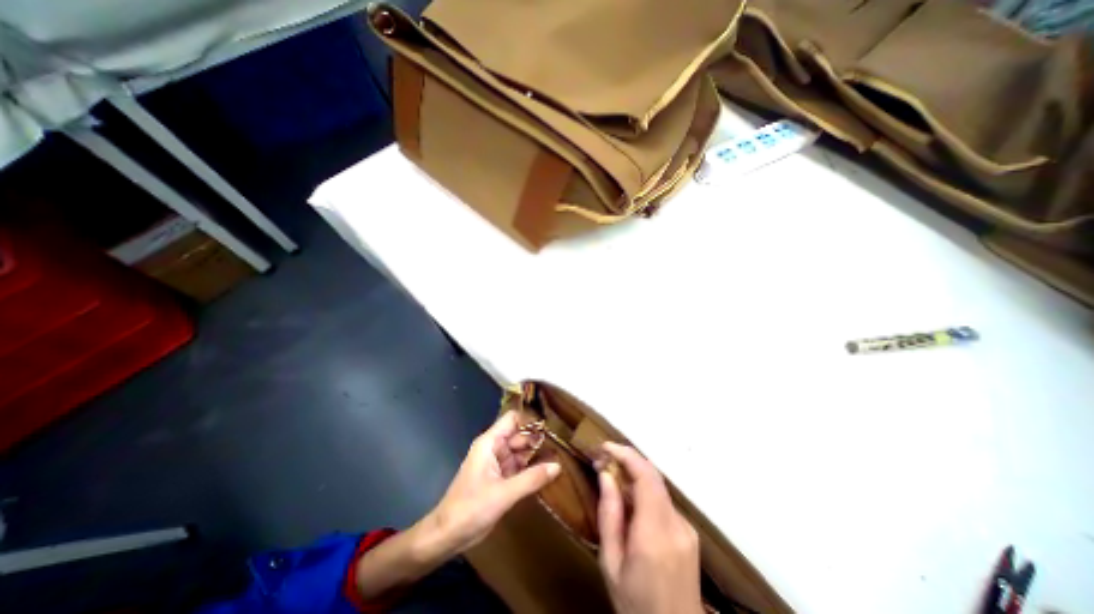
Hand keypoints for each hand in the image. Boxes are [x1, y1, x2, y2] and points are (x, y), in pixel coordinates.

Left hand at [426, 412, 558, 556]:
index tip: (551, 427)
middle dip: (538, 440)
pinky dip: (531, 469)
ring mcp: (497, 464)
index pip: (512, 419)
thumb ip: (531, 479)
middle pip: (519, 436)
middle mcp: (494, 448)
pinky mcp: (499, 479)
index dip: (530, 420)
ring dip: (536, 455)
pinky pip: (519, 468)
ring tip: (560, 457)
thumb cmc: (470, 508)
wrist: (446, 536)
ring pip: (520, 452)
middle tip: (562, 445)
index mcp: (490, 443)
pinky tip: (547, 473)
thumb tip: (558, 465)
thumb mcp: (503, 494)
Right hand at [597, 442, 700, 613]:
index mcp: (655, 534)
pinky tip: (630, 502)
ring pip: (658, 486)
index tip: (605, 446)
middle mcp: (676, 524)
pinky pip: (663, 501)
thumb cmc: (636, 605)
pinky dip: (644, 491)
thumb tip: (605, 475)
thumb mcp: (611, 564)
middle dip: (628, 459)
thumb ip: (609, 516)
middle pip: (653, 476)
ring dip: (635, 474)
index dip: (626, 454)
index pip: (646, 477)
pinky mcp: (689, 532)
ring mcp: (687, 527)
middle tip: (603, 458)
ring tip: (612, 477)